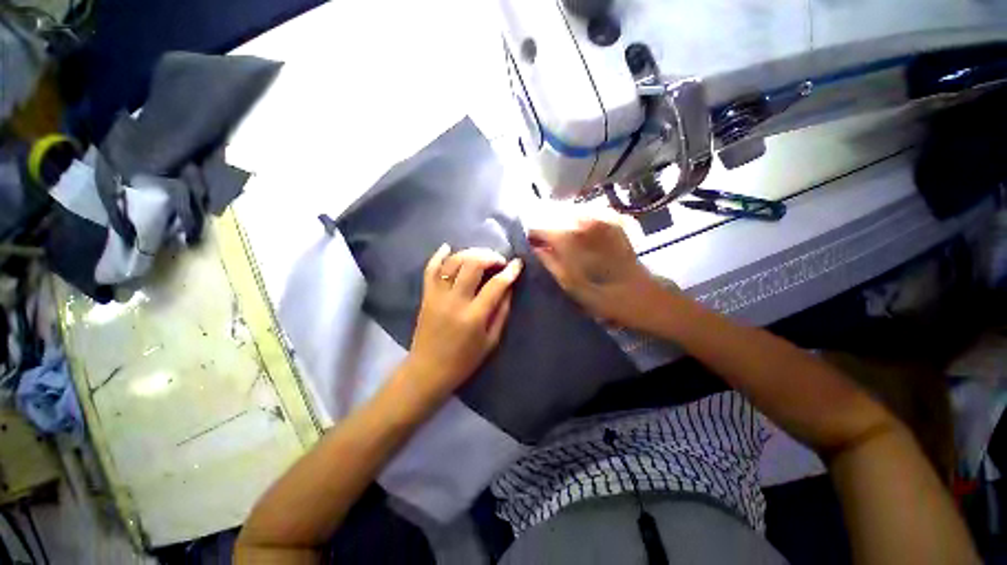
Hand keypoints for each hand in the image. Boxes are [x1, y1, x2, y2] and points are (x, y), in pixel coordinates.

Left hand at [405, 245, 522, 403]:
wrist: (428, 370)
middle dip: (489, 256)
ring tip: (481, 256)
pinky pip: (429, 270)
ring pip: (452, 262)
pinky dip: (438, 256)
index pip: (496, 285)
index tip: (518, 263)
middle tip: (498, 260)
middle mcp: (455, 301)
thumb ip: (501, 312)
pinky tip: (448, 247)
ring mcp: (437, 296)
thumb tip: (508, 288)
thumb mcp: (491, 341)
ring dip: (469, 253)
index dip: (510, 271)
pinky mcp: (426, 296)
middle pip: (472, 265)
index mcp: (474, 316)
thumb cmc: (464, 361)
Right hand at [529, 210, 663, 327]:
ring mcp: (602, 219)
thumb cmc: (602, 296)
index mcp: (571, 239)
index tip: (531, 243)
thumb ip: (549, 262)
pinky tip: (580, 234)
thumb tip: (536, 248)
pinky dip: (579, 221)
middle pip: (556, 216)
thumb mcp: (569, 285)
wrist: (641, 296)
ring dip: (562, 223)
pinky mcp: (614, 222)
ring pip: (571, 213)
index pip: (542, 228)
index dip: (534, 235)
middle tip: (545, 243)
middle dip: (548, 228)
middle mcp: (585, 222)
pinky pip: (589, 215)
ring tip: (561, 240)